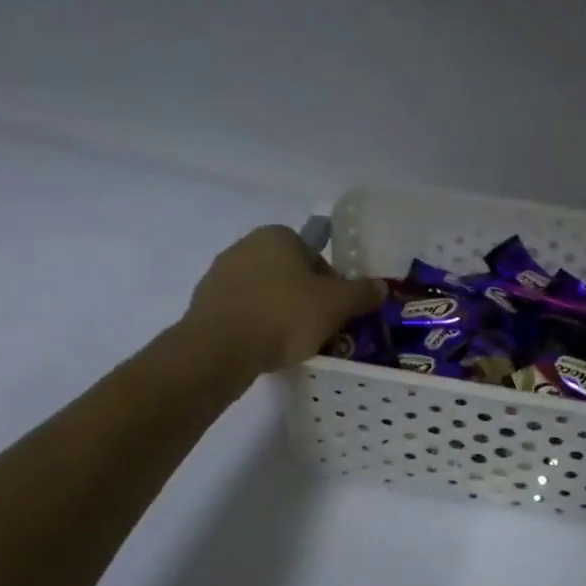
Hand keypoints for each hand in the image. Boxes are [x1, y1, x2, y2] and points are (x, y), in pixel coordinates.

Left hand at [185, 226, 382, 374]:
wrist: (220, 349)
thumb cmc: (284, 315)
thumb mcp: (336, 305)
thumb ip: (362, 293)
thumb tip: (381, 287)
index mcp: (277, 235)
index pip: (315, 255)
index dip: (331, 283)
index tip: (336, 310)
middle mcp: (245, 246)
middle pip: (290, 274)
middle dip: (306, 299)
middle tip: (319, 329)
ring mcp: (219, 275)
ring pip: (265, 294)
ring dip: (281, 313)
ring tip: (293, 344)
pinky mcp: (204, 304)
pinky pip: (243, 312)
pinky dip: (257, 326)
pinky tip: (265, 349)